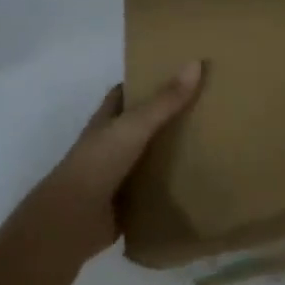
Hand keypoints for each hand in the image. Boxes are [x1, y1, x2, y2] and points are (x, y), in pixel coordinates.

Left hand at [27, 62, 204, 265]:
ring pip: (150, 156)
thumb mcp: (134, 126)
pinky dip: (172, 186)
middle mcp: (111, 144)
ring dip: (173, 152)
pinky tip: (199, 180)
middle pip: (143, 123)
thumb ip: (164, 100)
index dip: (147, 81)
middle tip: (206, 106)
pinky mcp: (128, 202)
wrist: (72, 221)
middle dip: (168, 116)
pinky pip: (154, 189)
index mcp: (107, 120)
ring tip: (212, 140)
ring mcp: (118, 174)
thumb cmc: (98, 163)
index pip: (126, 93)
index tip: (178, 73)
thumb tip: (196, 63)